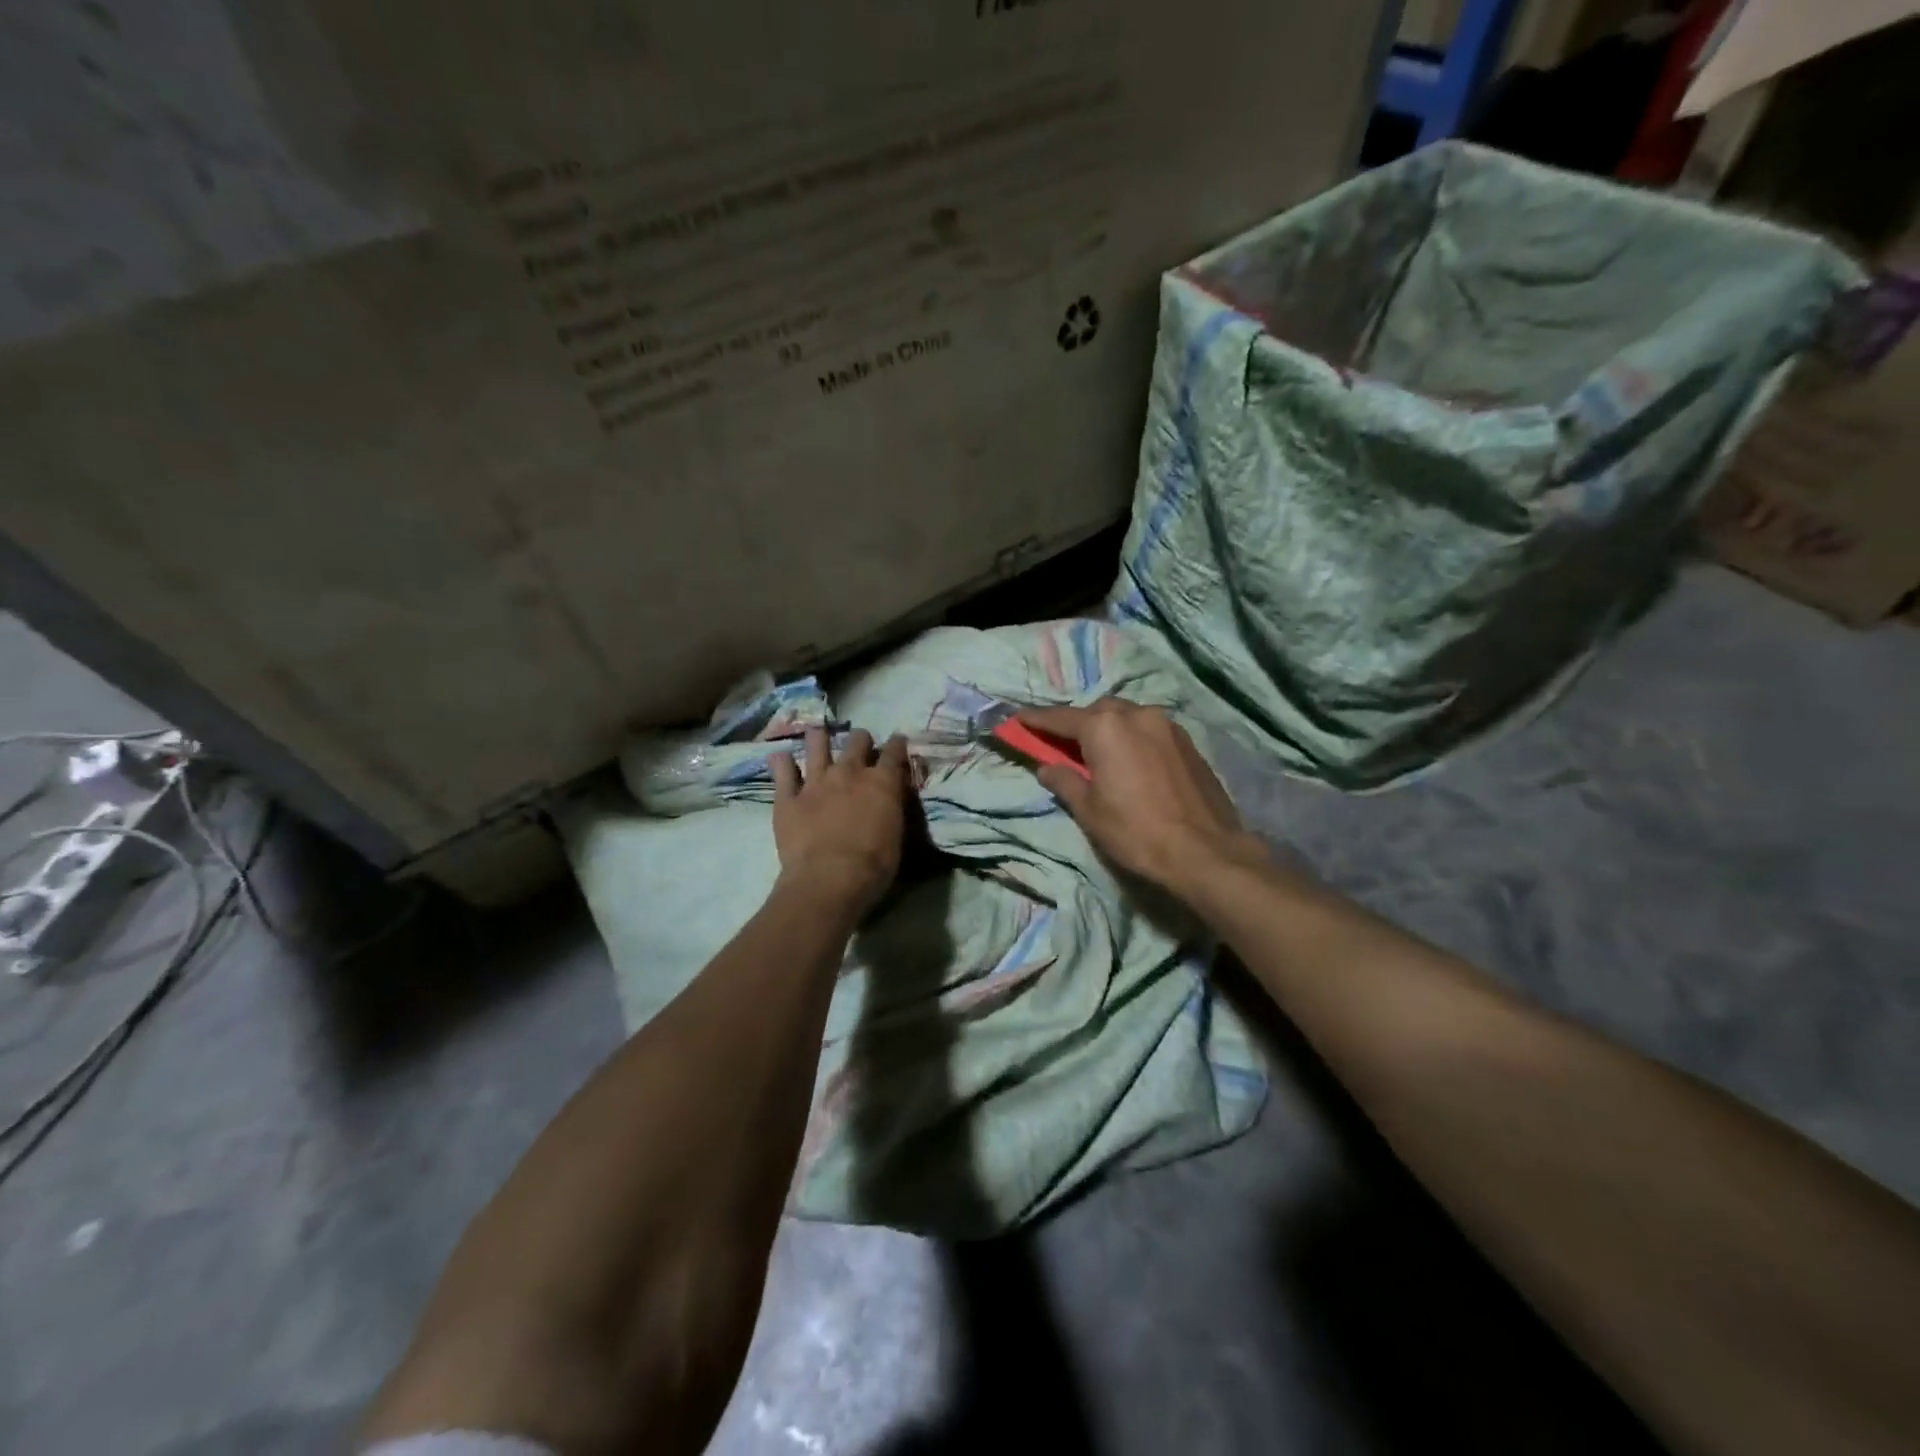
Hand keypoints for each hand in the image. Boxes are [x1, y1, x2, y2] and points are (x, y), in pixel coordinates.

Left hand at [769, 726, 910, 911]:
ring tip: (818, 733)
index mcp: (881, 783)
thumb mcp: (897, 835)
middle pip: (857, 741)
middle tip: (860, 744)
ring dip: (819, 738)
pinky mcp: (788, 797)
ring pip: (817, 745)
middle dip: (861, 739)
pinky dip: (781, 763)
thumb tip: (889, 800)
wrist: (829, 879)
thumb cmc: (873, 865)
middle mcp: (849, 773)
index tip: (898, 741)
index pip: (894, 752)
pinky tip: (780, 757)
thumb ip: (892, 809)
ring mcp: (816, 782)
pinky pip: (782, 772)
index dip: (897, 744)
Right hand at [1019, 701, 1262, 894]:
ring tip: (1099, 755)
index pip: (1061, 718)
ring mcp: (1167, 725)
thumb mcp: (1089, 811)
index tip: (1018, 719)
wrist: (1204, 851)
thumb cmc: (1136, 831)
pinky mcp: (1188, 742)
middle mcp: (1136, 714)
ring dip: (1108, 729)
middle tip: (1063, 745)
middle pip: (1097, 712)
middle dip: (1077, 724)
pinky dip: (1133, 738)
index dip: (1037, 720)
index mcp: (1105, 727)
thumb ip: (1064, 782)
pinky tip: (1131, 762)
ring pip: (1127, 717)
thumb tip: (1046, 767)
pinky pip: (1150, 730)